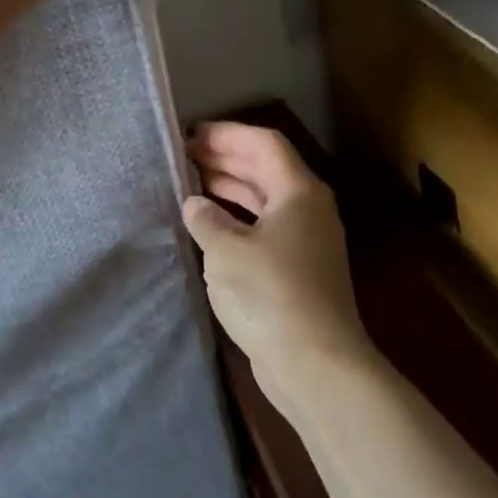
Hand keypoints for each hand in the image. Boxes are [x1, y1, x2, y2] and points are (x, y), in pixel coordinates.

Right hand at [181, 123, 373, 407]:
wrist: (315, 364)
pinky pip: (263, 227)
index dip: (226, 134)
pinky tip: (208, 226)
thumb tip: (195, 204)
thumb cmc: (269, 294)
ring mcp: (306, 241)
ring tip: (189, 184)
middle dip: (225, 158)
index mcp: (298, 192)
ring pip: (264, 199)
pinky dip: (236, 219)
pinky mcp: (298, 270)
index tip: (190, 134)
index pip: (263, 143)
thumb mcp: (226, 250)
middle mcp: (308, 209)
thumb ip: (206, 218)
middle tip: (183, 156)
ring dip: (229, 188)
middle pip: (265, 168)